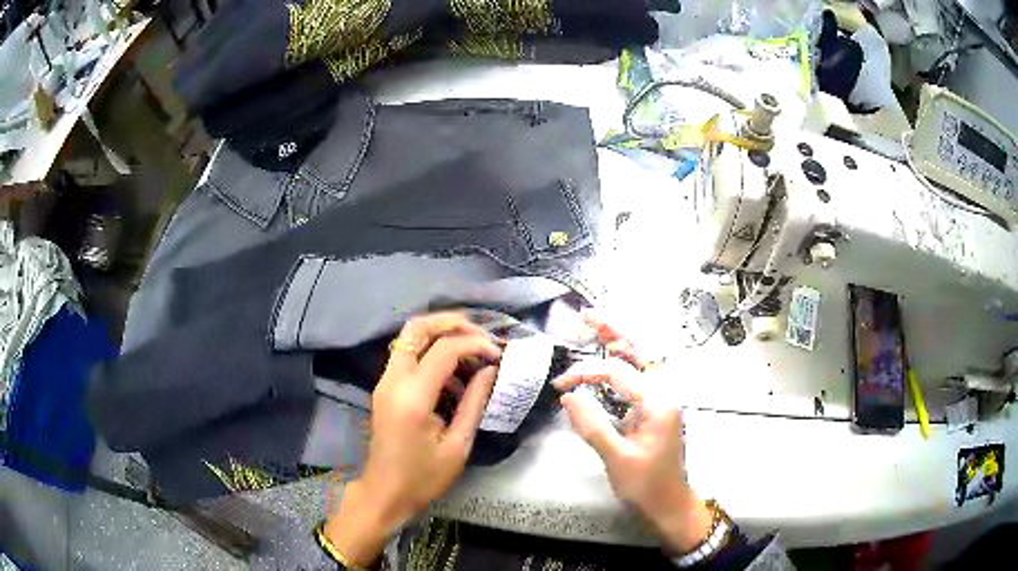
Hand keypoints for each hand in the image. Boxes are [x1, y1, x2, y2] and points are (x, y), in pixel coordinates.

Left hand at [325, 312, 500, 565]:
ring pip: (409, 336)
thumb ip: (474, 402)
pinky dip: (431, 350)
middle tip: (482, 335)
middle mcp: (393, 380)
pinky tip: (454, 372)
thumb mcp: (458, 445)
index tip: (498, 355)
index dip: (476, 344)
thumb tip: (490, 369)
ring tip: (473, 351)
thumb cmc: (424, 478)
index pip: (445, 349)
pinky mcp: (385, 387)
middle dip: (453, 322)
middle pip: (418, 328)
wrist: (384, 493)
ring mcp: (385, 381)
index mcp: (413, 397)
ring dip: (442, 334)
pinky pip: (407, 354)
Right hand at [553, 317, 711, 552]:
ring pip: (641, 361)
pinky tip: (609, 358)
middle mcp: (663, 393)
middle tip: (588, 313)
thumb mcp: (617, 458)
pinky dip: (622, 363)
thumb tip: (568, 396)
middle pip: (640, 351)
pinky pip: (638, 377)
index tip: (560, 384)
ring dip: (620, 341)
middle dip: (614, 330)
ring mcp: (661, 400)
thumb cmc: (646, 485)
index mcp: (657, 402)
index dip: (586, 372)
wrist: (670, 504)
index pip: (618, 372)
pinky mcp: (655, 409)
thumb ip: (592, 425)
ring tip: (597, 323)